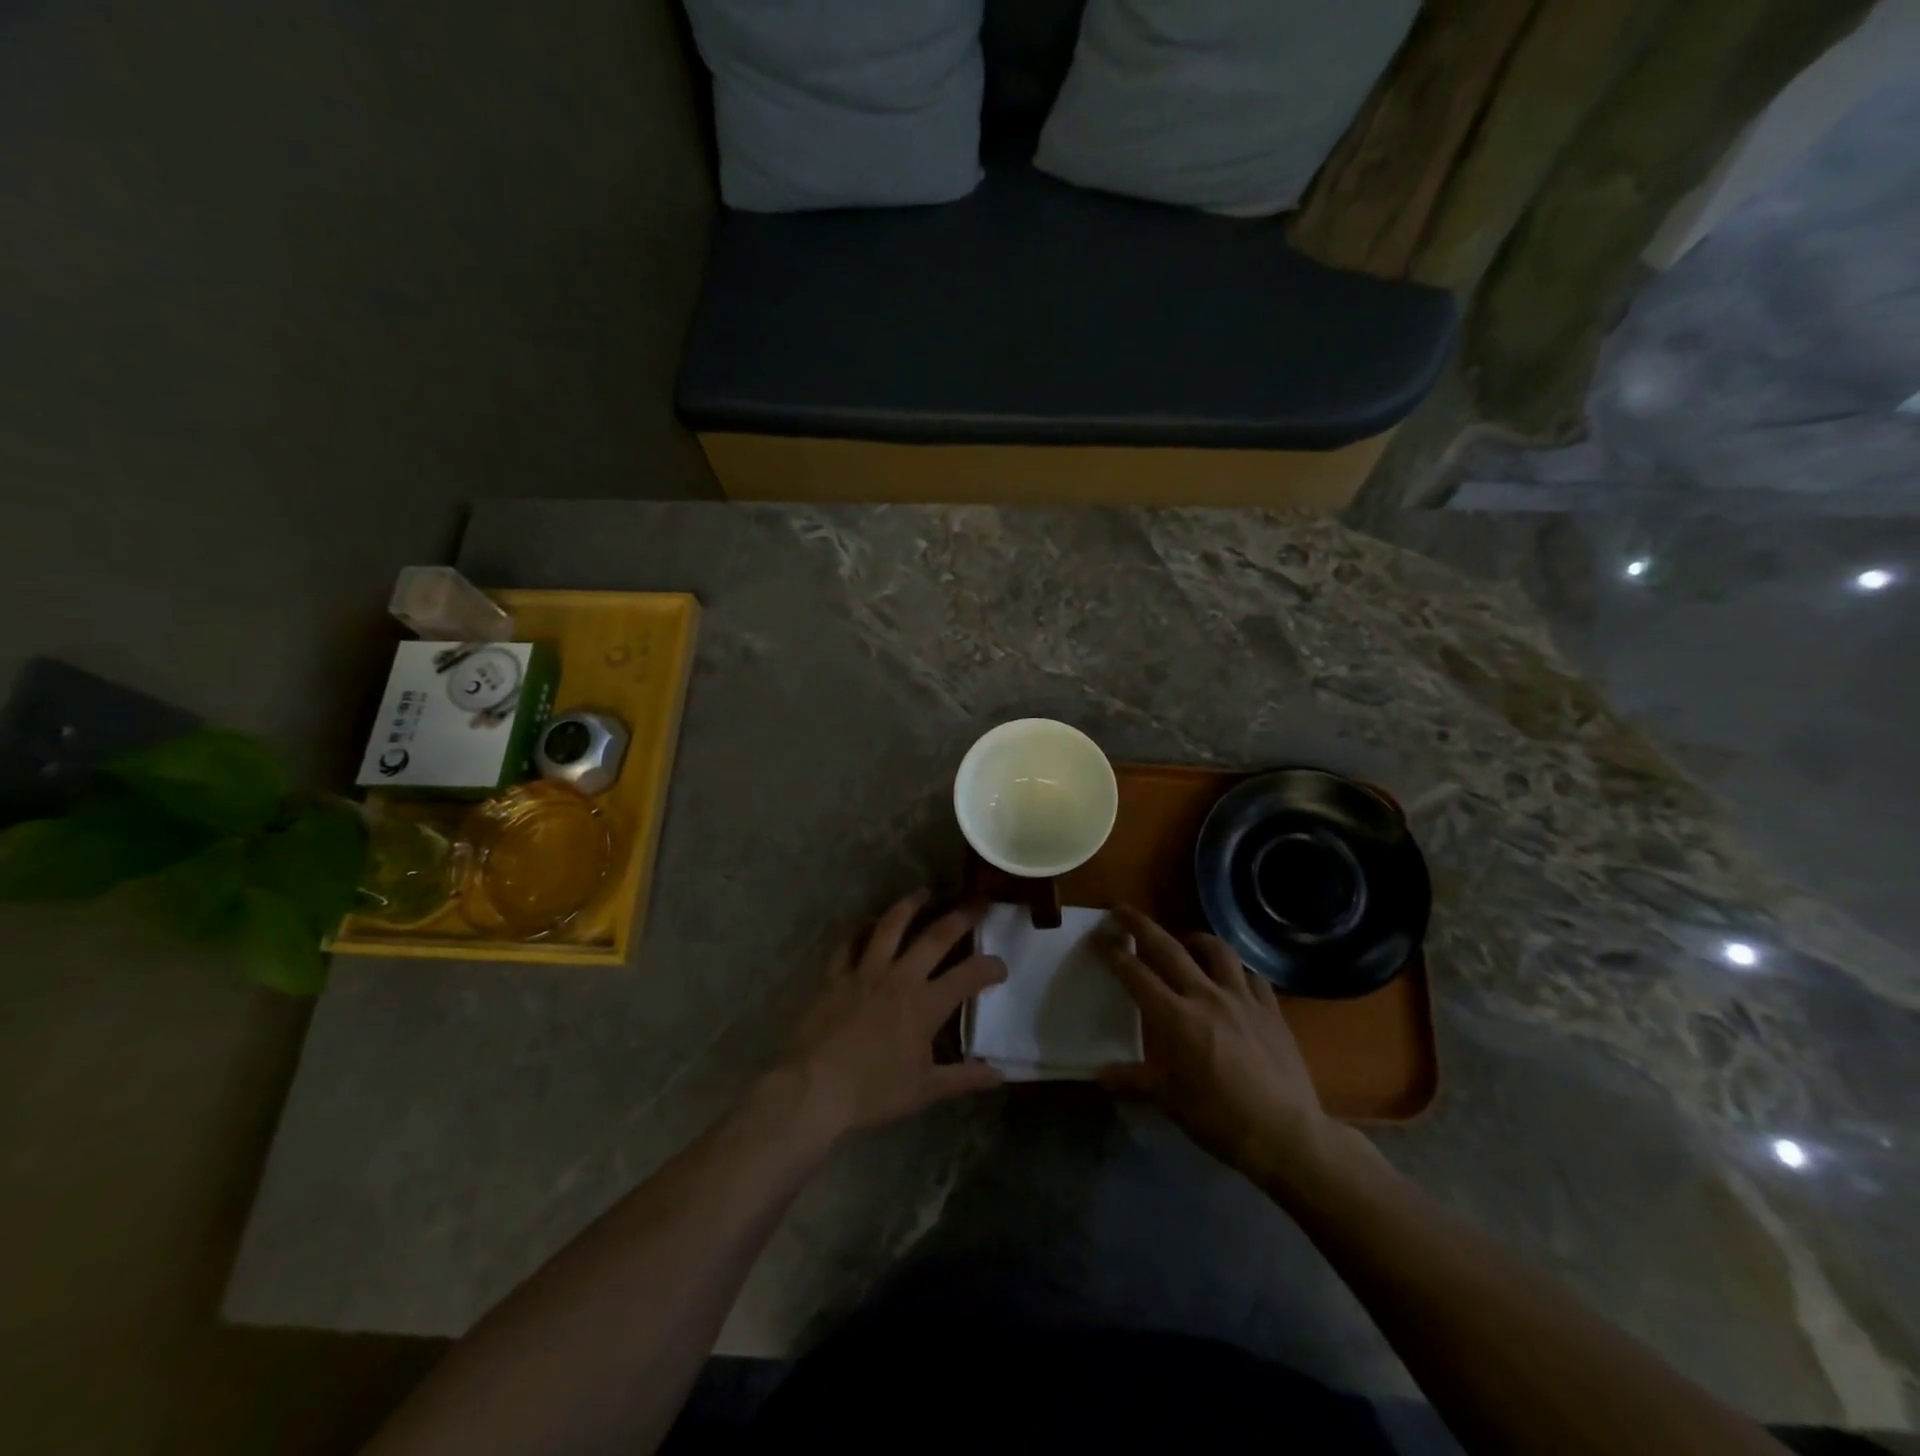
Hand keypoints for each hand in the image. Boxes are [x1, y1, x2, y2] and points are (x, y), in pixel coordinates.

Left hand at [779, 890, 1007, 1143]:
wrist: (814, 1087)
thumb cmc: (873, 1090)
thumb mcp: (925, 1090)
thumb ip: (964, 1078)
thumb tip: (1000, 1075)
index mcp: (926, 1004)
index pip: (969, 975)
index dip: (990, 967)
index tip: (1000, 966)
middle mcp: (900, 977)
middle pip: (936, 936)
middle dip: (961, 917)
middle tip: (977, 902)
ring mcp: (865, 971)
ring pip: (891, 926)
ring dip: (911, 905)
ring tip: (925, 891)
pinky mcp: (836, 974)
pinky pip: (850, 943)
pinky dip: (861, 930)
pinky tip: (868, 924)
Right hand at [1099, 905, 1333, 1186]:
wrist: (1286, 1134)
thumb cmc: (1219, 1118)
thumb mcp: (1169, 1100)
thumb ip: (1133, 1079)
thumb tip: (1100, 1075)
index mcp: (1176, 1017)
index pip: (1136, 975)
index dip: (1114, 954)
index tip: (1099, 937)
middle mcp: (1206, 996)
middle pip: (1169, 948)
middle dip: (1142, 926)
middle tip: (1124, 910)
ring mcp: (1243, 999)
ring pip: (1217, 951)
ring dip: (1195, 938)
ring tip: (1185, 940)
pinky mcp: (1272, 1010)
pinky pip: (1253, 977)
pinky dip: (1238, 971)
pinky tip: (1234, 978)